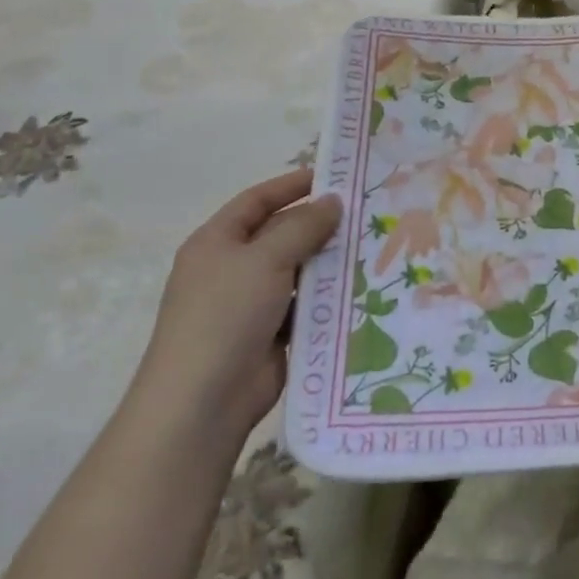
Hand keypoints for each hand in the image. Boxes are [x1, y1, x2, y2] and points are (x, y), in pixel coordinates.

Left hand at [131, 170, 341, 444]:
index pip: (256, 200)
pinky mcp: (271, 334)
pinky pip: (305, 305)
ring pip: (298, 271)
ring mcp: (250, 304)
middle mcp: (232, 268)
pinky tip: (362, 288)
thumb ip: (302, 227)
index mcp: (216, 242)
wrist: (203, 401)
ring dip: (328, 262)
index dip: (291, 185)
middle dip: (319, 225)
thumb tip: (333, 201)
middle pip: (280, 235)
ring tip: (374, 247)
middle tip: (366, 212)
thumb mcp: (265, 259)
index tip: (333, 176)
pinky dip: (327, 298)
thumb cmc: (226, 315)